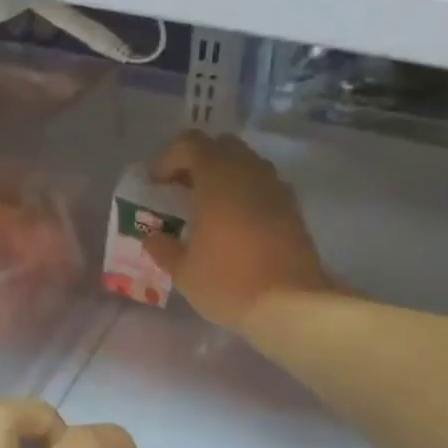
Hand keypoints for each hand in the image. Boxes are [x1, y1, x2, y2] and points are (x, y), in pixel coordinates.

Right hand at [146, 131, 331, 330]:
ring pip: (246, 164)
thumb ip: (163, 248)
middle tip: (184, 191)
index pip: (189, 143)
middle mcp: (248, 171)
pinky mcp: (293, 207)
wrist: (291, 303)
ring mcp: (275, 187)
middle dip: (199, 162)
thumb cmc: (229, 282)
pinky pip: (264, 186)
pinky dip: (247, 193)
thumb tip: (153, 237)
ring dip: (225, 176)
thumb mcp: (184, 272)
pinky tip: (238, 224)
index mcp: (216, 177)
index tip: (157, 185)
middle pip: (220, 146)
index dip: (168, 159)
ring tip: (211, 209)